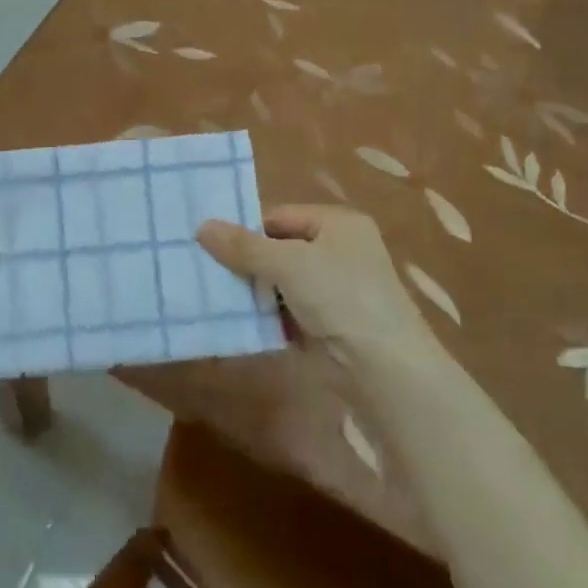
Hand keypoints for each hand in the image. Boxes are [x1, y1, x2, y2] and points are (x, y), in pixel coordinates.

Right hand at [196, 205, 427, 360]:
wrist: (385, 371)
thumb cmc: (341, 298)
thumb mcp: (287, 263)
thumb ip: (244, 246)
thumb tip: (201, 226)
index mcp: (338, 224)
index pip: (280, 216)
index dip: (246, 229)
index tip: (210, 245)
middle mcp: (340, 251)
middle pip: (279, 249)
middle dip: (247, 262)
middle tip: (207, 272)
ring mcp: (337, 291)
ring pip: (282, 283)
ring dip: (254, 292)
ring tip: (216, 297)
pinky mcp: (330, 325)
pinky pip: (289, 312)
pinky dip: (268, 317)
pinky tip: (240, 322)